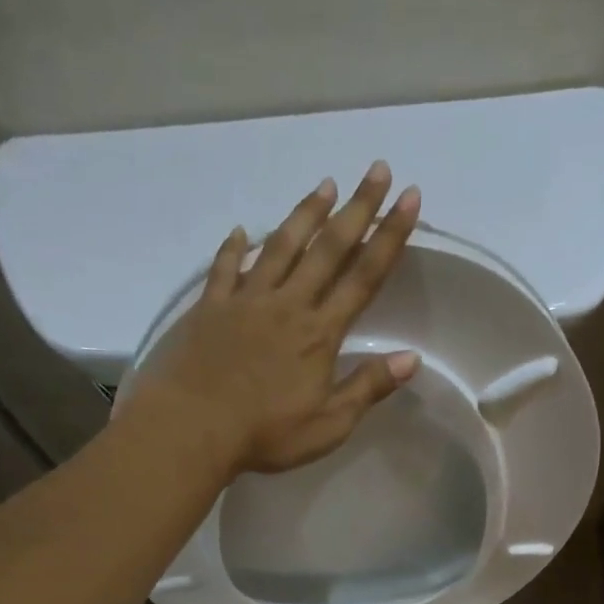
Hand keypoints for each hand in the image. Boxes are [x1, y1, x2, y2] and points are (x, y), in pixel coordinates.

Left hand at [120, 163, 421, 476]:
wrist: (193, 428)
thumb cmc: (265, 434)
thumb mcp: (328, 425)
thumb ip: (367, 388)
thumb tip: (410, 358)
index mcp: (319, 334)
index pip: (364, 277)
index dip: (389, 236)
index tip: (409, 198)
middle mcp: (287, 305)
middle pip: (328, 249)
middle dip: (357, 208)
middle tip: (377, 169)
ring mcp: (246, 301)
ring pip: (281, 247)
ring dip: (305, 214)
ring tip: (325, 185)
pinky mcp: (210, 309)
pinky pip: (225, 270)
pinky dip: (234, 249)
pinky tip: (240, 233)